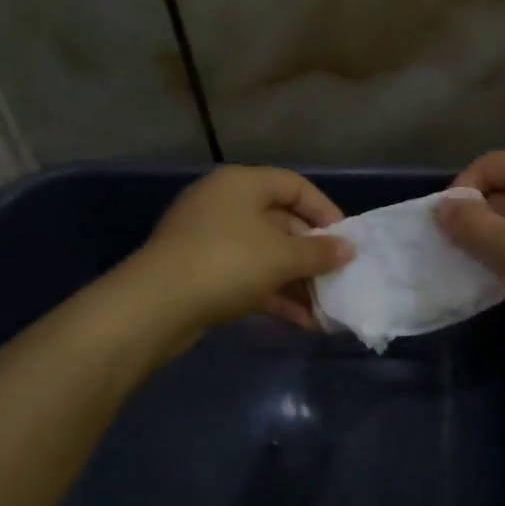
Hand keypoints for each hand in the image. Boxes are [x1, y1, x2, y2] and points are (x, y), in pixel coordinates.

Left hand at [132, 166, 352, 333]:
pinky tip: (303, 321)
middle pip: (281, 222)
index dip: (324, 210)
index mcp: (242, 184)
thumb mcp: (282, 256)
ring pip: (265, 254)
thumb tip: (348, 250)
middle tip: (337, 276)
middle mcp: (224, 204)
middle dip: (312, 253)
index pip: (294, 185)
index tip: (345, 239)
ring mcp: (209, 240)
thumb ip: (320, 252)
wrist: (156, 306)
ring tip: (326, 307)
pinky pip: (248, 277)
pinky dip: (275, 295)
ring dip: (297, 280)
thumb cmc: (228, 263)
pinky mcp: (201, 273)